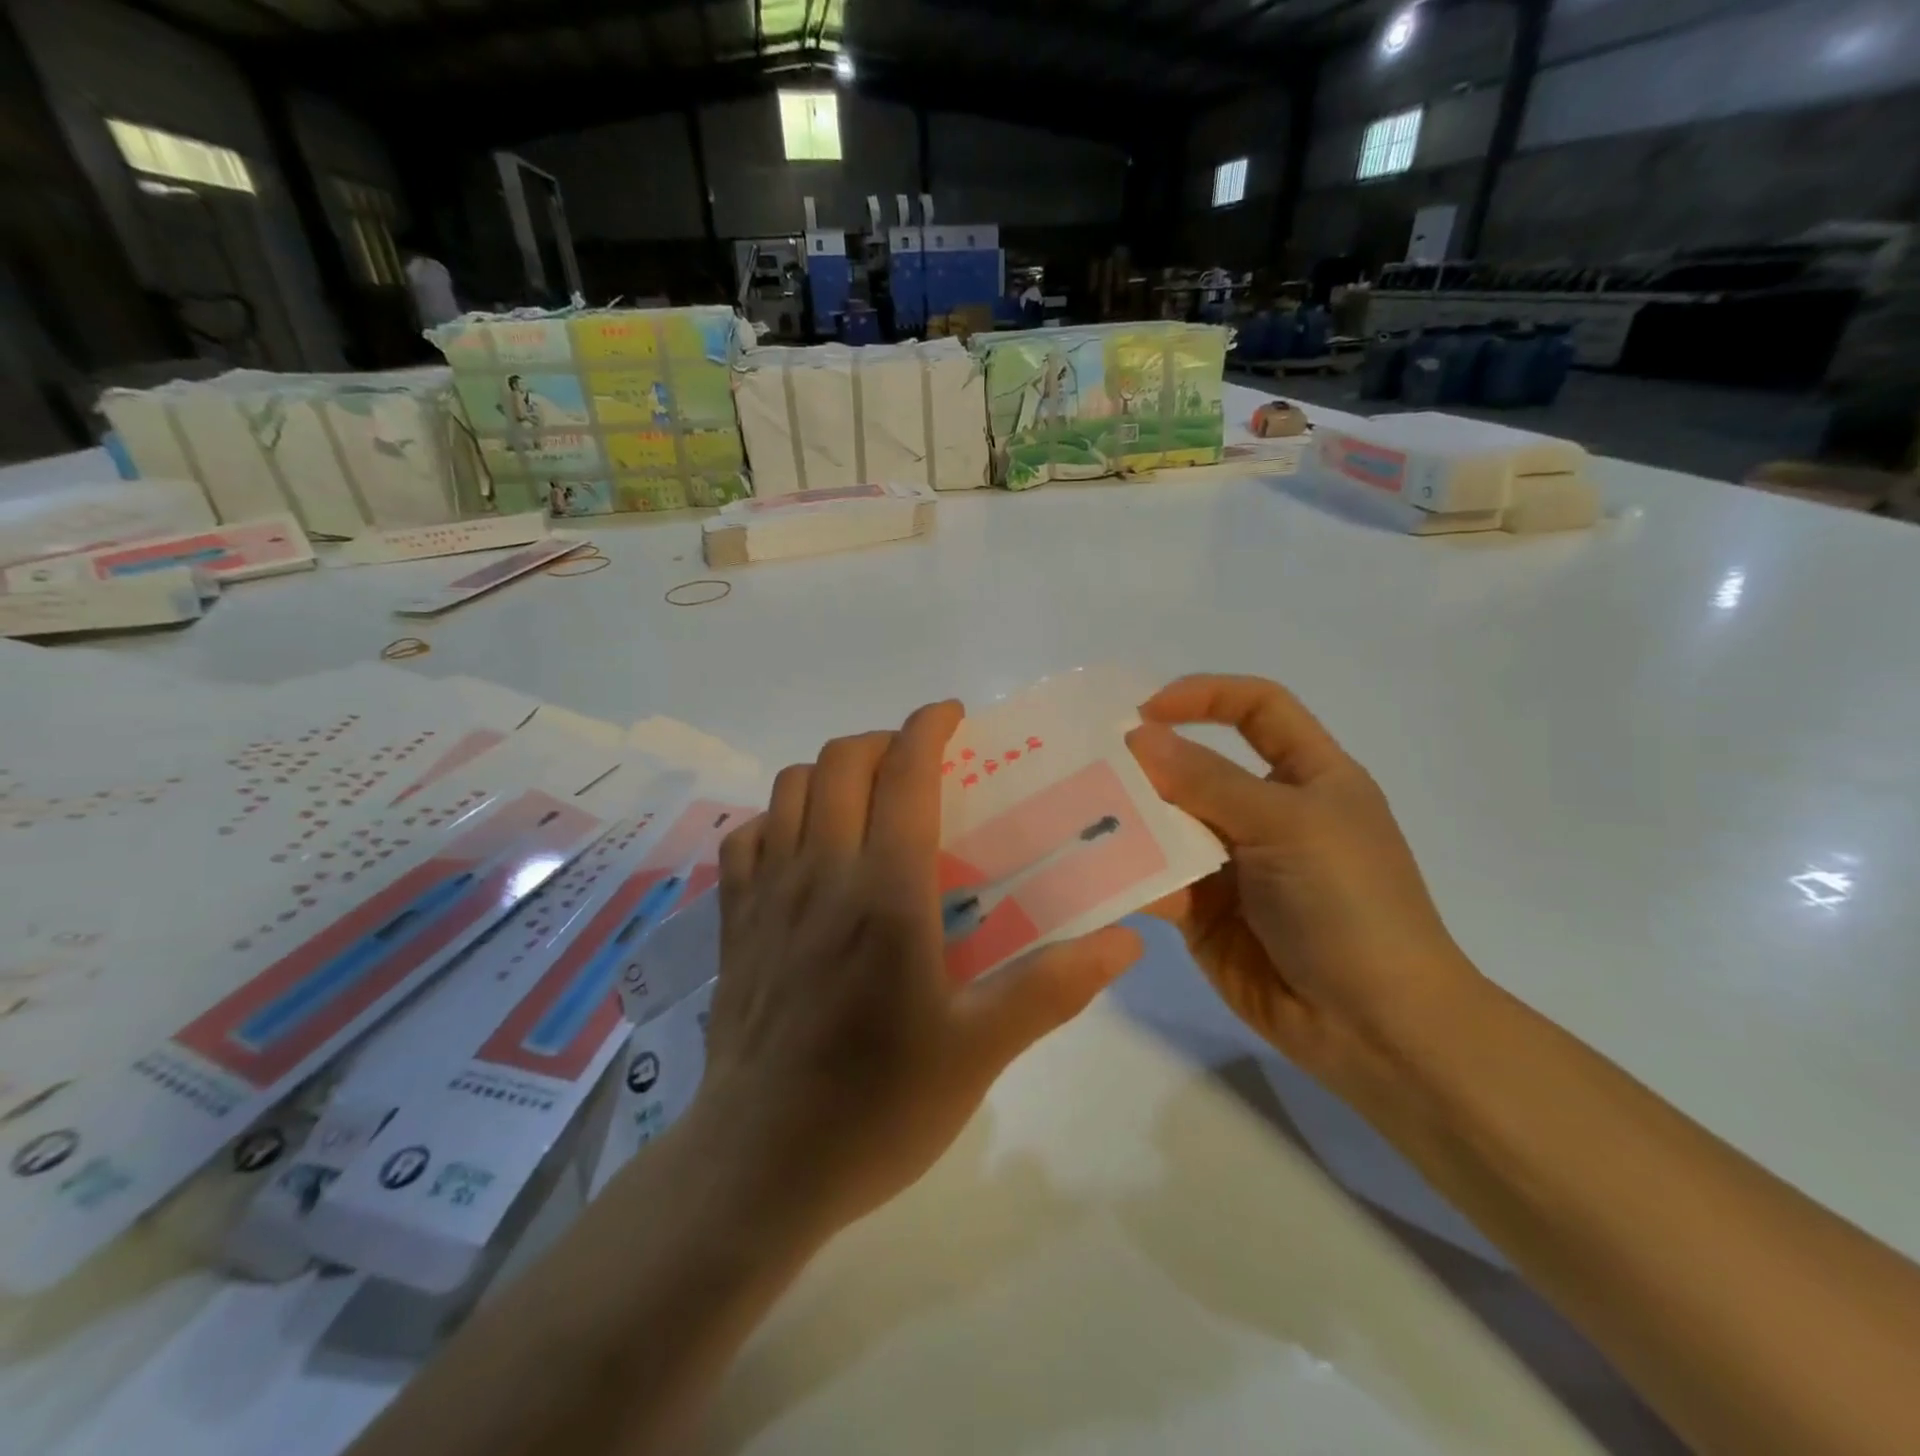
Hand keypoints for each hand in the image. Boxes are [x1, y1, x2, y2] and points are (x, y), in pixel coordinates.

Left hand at [697, 701, 1143, 1234]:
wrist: (759, 1167)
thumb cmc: (876, 1107)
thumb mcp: (980, 1052)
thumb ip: (1053, 987)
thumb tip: (1126, 942)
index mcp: (884, 892)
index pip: (903, 774)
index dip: (929, 728)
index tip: (954, 716)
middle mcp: (820, 872)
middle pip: (840, 762)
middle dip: (883, 742)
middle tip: (920, 767)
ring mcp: (766, 894)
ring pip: (789, 787)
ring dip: (831, 773)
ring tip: (866, 802)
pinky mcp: (733, 922)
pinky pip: (748, 836)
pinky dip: (780, 818)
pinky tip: (804, 849)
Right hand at [1126, 675, 1483, 1115]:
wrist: (1374, 1028)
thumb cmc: (1349, 904)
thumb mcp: (1287, 824)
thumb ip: (1208, 780)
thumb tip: (1138, 737)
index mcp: (1308, 777)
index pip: (1258, 709)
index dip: (1206, 695)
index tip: (1145, 710)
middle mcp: (1266, 813)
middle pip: (1197, 767)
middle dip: (1146, 763)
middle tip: (1085, 764)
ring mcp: (1231, 864)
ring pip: (1167, 824)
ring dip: (1127, 818)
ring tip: (1073, 813)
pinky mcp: (1202, 911)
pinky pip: (1155, 878)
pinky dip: (1125, 870)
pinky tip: (1089, 868)